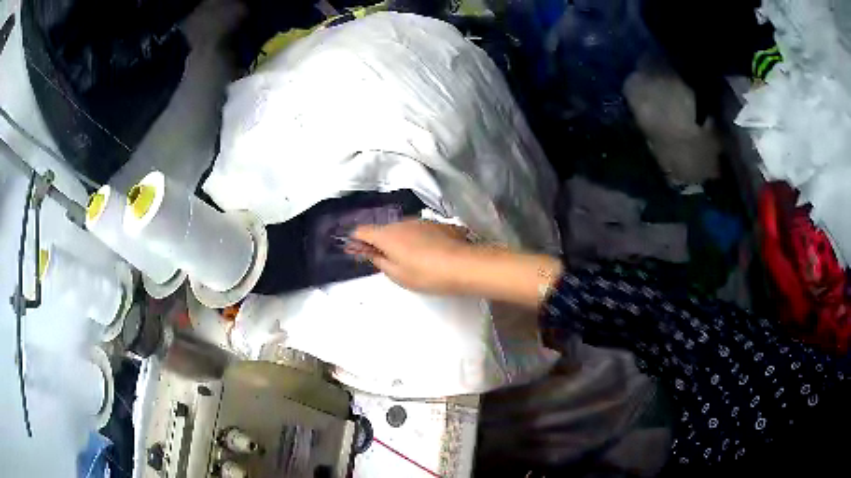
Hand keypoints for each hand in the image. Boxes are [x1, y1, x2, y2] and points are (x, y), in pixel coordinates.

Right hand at [346, 220, 563, 308]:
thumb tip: (368, 251)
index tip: (354, 251)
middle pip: (383, 229)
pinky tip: (426, 254)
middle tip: (382, 260)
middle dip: (378, 242)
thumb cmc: (426, 274)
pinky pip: (418, 230)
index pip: (362, 231)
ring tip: (407, 259)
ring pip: (402, 229)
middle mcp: (401, 222)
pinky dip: (415, 239)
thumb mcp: (397, 274)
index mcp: (387, 235)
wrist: (465, 265)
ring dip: (398, 240)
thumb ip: (379, 260)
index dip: (356, 240)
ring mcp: (421, 221)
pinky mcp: (437, 224)